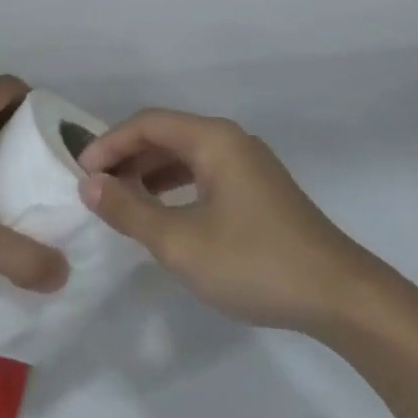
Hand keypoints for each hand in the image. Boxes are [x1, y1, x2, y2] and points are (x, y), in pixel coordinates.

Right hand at [77, 109, 380, 334]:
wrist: (338, 294)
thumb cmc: (254, 262)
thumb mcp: (182, 242)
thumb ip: (132, 210)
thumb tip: (90, 184)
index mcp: (213, 138)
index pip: (148, 123)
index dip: (109, 143)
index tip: (79, 173)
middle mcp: (230, 139)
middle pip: (167, 134)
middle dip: (127, 156)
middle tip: (94, 187)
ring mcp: (248, 163)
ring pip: (186, 154)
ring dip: (149, 171)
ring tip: (119, 199)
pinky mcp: (258, 188)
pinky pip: (204, 172)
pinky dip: (175, 185)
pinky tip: (162, 212)